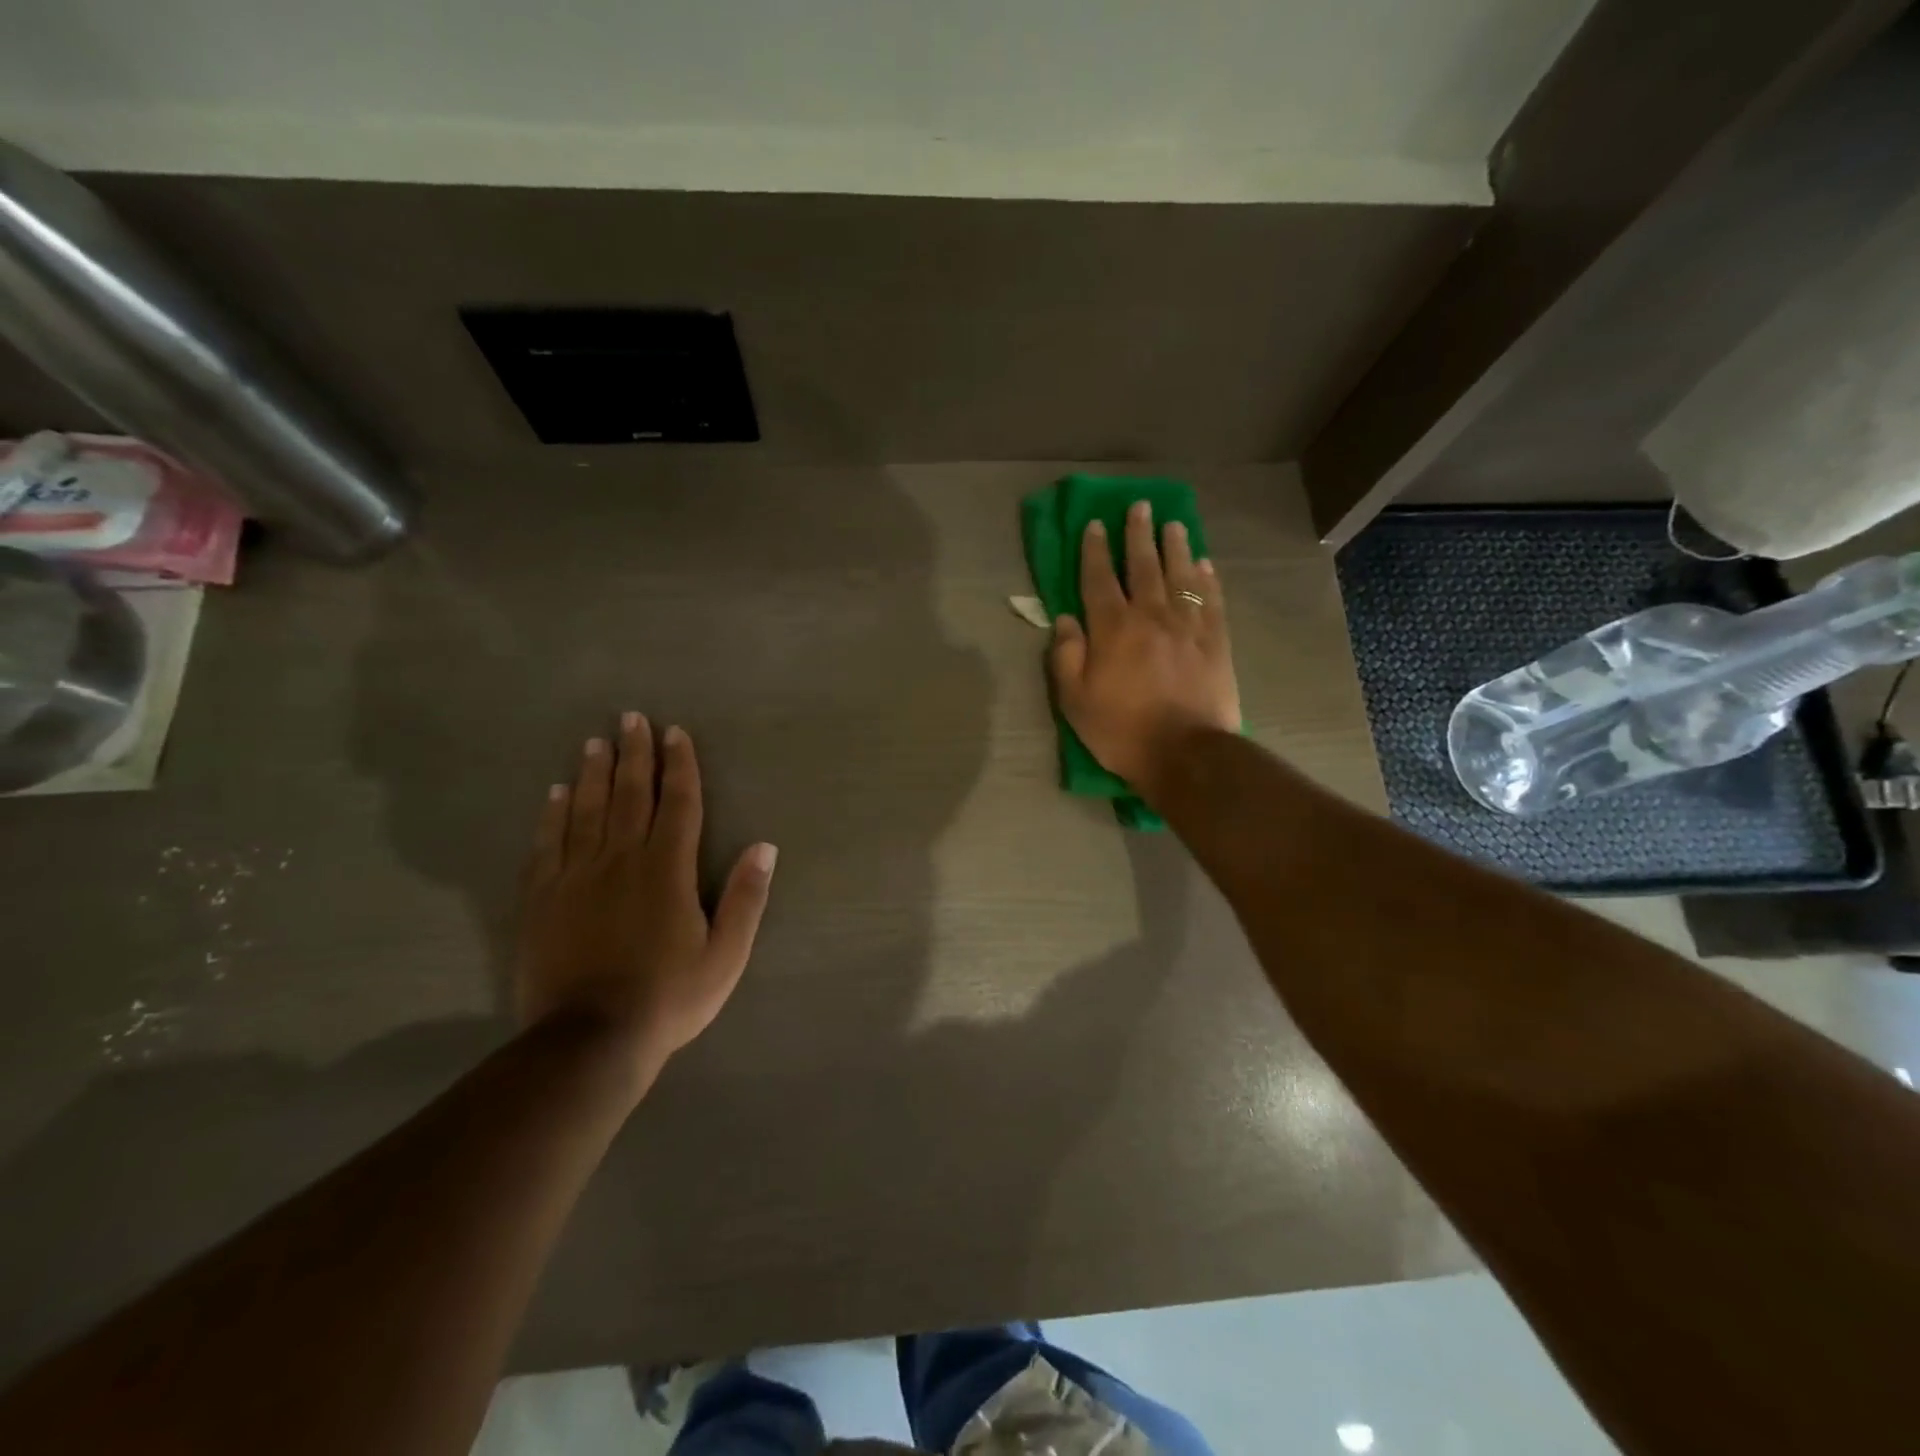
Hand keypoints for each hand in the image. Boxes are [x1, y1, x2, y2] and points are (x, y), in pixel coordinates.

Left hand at [516, 713, 776, 1080]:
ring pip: (585, 811)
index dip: (678, 765)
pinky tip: (554, 794)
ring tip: (595, 743)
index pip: (677, 803)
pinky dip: (552, 815)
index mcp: (667, 869)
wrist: (590, 1042)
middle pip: (629, 795)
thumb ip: (745, 898)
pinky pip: (547, 845)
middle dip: (633, 754)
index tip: (675, 732)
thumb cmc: (669, 998)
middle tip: (630, 718)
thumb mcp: (726, 954)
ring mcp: (576, 877)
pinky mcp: (542, 899)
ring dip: (593, 773)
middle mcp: (621, 859)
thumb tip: (764, 846)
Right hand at [1049, 499, 1239, 794]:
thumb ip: (1066, 656)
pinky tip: (1205, 565)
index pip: (1100, 579)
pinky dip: (1208, 579)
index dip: (1096, 550)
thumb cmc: (1121, 731)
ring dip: (1176, 547)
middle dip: (1139, 535)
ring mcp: (1188, 627)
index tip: (1095, 525)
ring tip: (1173, 525)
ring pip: (1181, 576)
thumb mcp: (1074, 701)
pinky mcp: (1216, 642)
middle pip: (1144, 566)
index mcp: (1113, 629)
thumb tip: (1064, 620)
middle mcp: (1151, 616)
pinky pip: (1212, 600)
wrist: (1185, 754)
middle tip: (1140, 507)